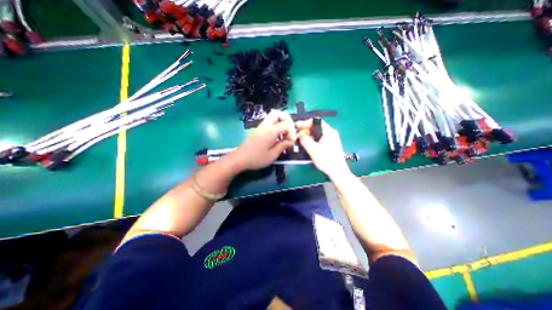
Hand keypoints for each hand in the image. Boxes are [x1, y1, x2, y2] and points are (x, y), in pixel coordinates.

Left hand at [229, 109, 297, 171]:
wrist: (239, 159)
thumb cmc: (256, 159)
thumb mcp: (272, 155)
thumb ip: (282, 146)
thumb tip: (290, 141)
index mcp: (270, 131)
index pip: (286, 124)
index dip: (292, 132)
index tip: (291, 142)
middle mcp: (265, 126)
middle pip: (278, 113)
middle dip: (287, 121)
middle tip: (289, 132)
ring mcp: (260, 127)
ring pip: (273, 117)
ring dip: (281, 123)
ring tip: (283, 136)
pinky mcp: (258, 130)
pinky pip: (269, 123)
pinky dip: (276, 127)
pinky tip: (276, 138)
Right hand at [297, 120, 348, 179]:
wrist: (337, 173)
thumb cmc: (327, 160)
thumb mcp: (313, 149)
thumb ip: (305, 140)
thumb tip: (299, 134)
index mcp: (329, 132)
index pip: (316, 122)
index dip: (305, 123)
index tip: (296, 126)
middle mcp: (330, 134)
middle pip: (315, 128)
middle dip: (305, 131)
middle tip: (296, 136)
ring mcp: (329, 140)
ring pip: (315, 135)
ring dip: (307, 137)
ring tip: (299, 142)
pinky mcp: (328, 146)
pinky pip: (317, 140)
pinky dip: (310, 142)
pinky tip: (305, 146)